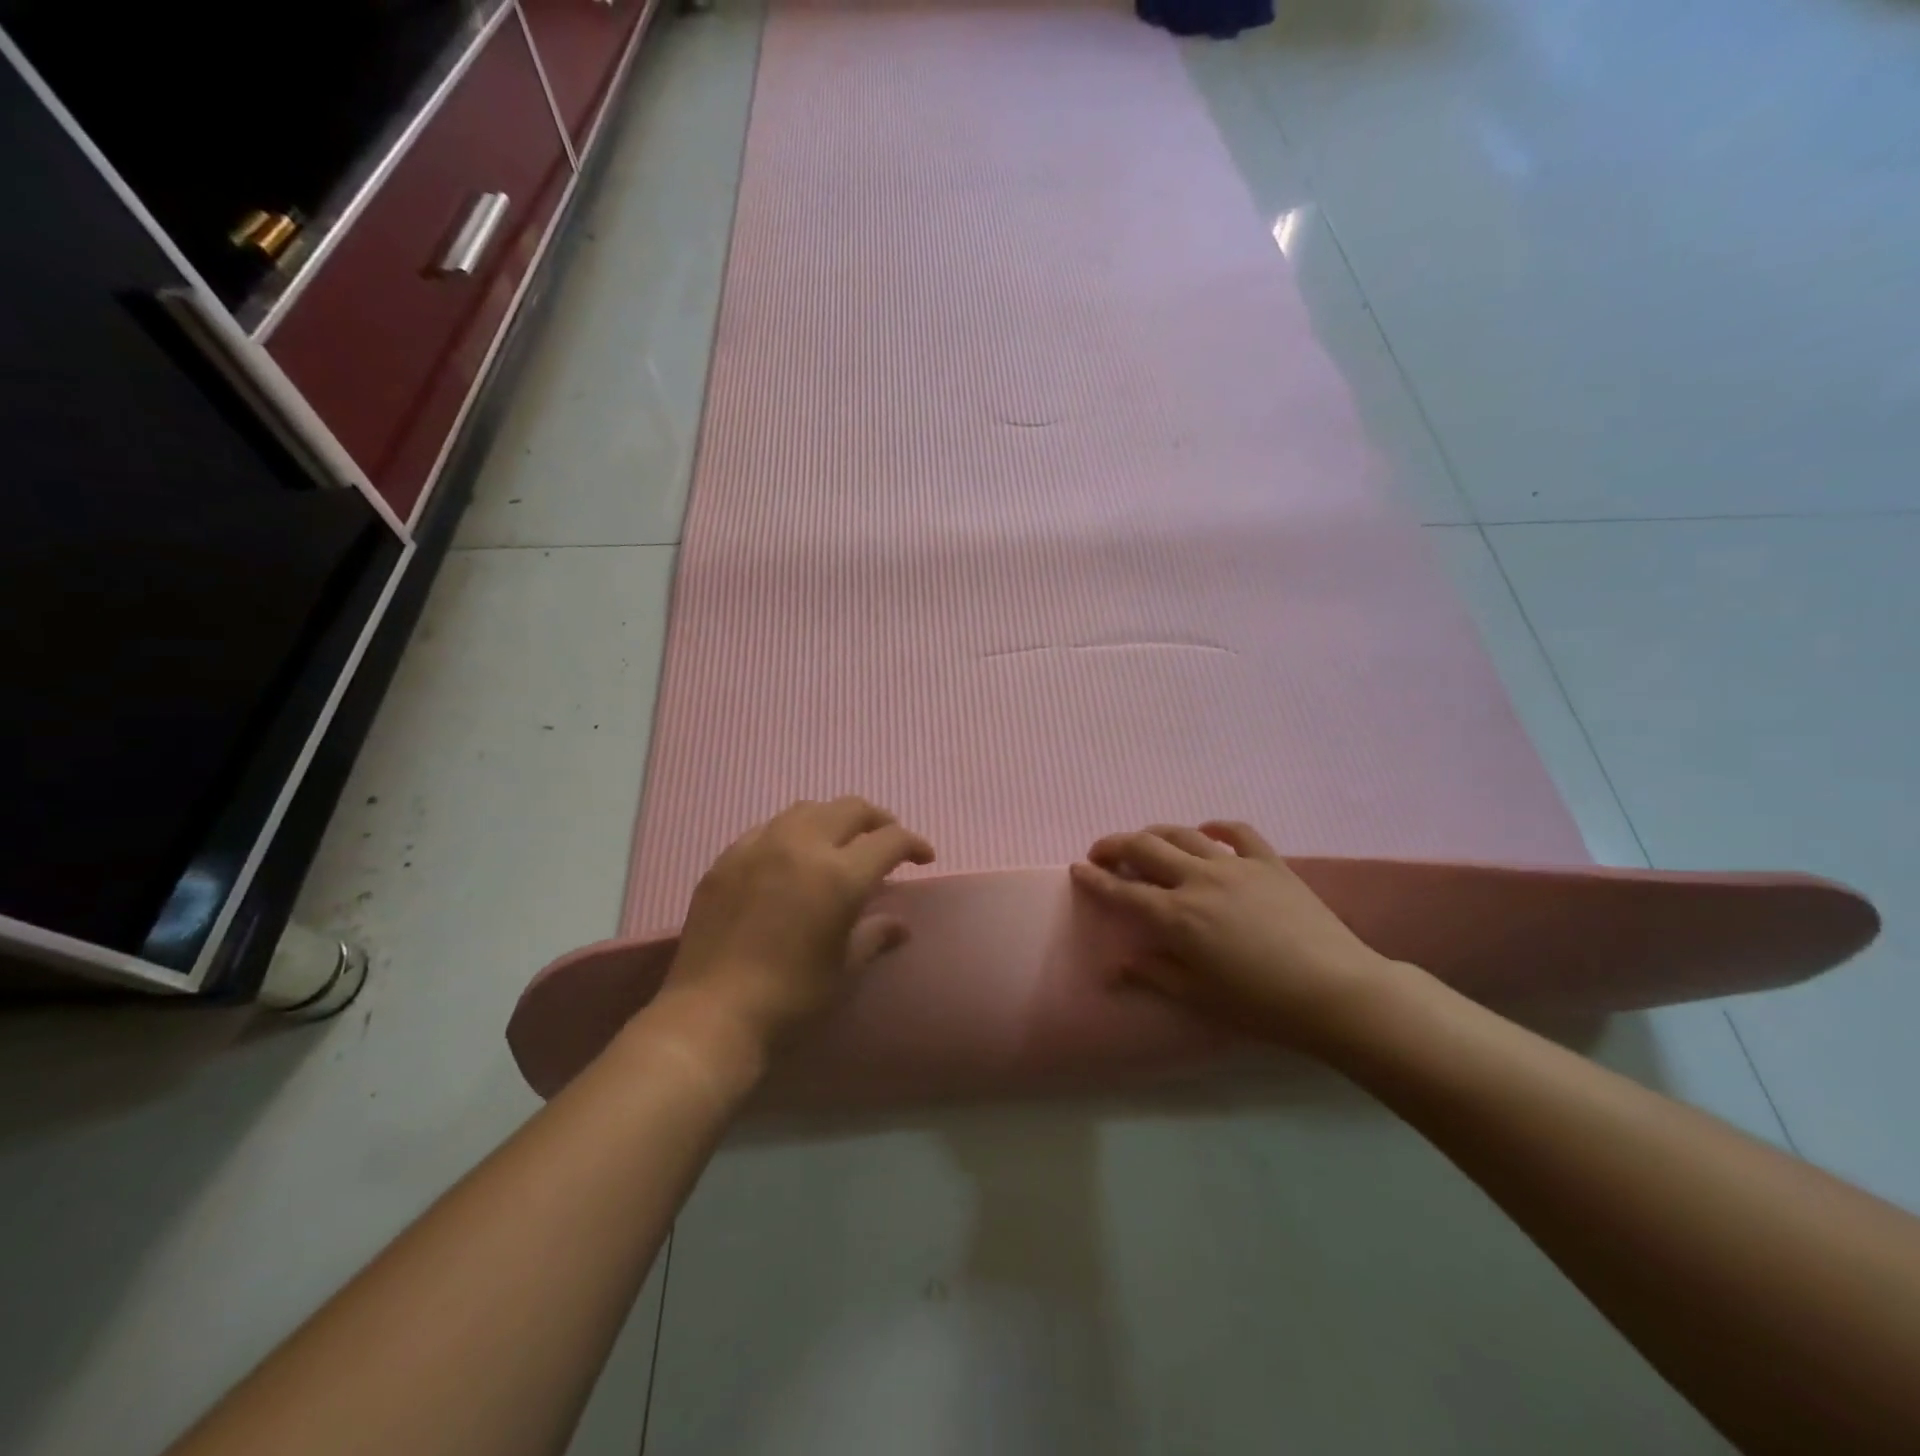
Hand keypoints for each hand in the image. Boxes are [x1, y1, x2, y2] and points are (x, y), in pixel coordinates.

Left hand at [651, 797, 934, 1066]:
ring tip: (839, 843)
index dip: (914, 844)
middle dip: (877, 820)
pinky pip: (768, 828)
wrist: (712, 1016)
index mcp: (840, 874)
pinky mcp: (727, 859)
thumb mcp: (843, 968)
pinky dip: (792, 832)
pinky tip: (790, 858)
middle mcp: (802, 846)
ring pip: (807, 809)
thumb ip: (873, 936)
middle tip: (886, 841)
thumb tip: (899, 925)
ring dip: (833, 819)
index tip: (924, 857)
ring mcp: (759, 847)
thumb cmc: (791, 999)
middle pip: (850, 808)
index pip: (889, 839)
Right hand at [1070, 821, 1400, 1049]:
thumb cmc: (1261, 1005)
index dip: (1095, 879)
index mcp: (1176, 917)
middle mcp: (1198, 880)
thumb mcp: (1200, 997)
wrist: (1336, 992)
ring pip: (1182, 834)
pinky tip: (1206, 833)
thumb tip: (1116, 964)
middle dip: (1115, 845)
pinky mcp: (1269, 862)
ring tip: (1145, 842)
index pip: (1123, 891)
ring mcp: (1235, 865)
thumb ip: (1154, 974)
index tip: (1077, 869)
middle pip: (1145, 848)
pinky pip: (1237, 832)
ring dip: (1155, 833)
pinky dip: (1215, 828)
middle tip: (1101, 852)